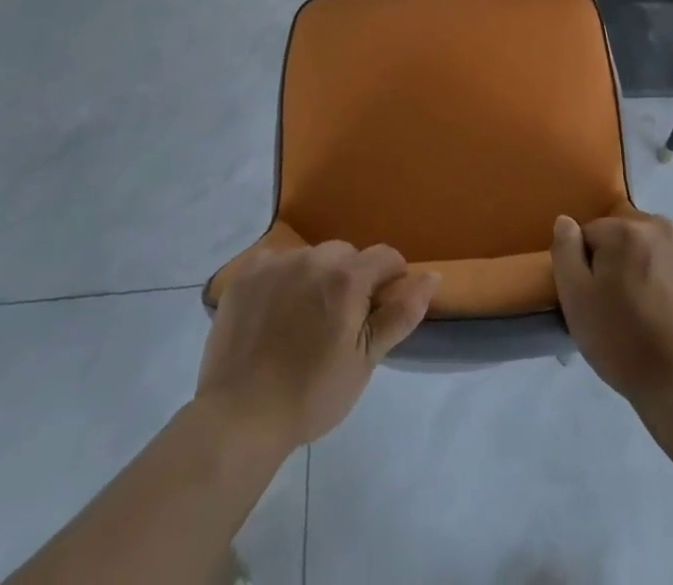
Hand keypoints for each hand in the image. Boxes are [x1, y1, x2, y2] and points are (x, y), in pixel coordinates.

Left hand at [196, 242, 438, 449]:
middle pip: (347, 254)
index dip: (390, 280)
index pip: (386, 257)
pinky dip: (281, 279)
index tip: (378, 313)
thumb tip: (432, 275)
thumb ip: (400, 313)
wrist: (239, 417)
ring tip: (302, 320)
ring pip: (311, 256)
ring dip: (316, 277)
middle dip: (351, 279)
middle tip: (337, 323)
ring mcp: (276, 262)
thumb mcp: (365, 361)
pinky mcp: (246, 274)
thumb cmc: (311, 394)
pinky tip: (273, 312)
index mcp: (347, 278)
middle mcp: (314, 258)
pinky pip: (276, 262)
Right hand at [551, 213, 672, 405]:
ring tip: (656, 302)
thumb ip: (565, 253)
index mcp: (622, 232)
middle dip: (622, 259)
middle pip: (628, 234)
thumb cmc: (624, 345)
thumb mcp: (576, 303)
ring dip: (653, 258)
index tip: (596, 297)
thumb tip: (566, 221)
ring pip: (661, 239)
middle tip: (625, 303)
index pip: (593, 235)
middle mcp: (659, 225)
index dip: (589, 265)